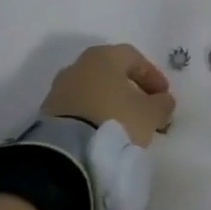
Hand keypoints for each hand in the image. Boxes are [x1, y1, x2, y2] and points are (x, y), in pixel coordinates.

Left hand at [41, 44, 175, 147]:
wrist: (66, 152)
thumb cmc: (115, 120)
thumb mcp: (150, 114)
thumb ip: (162, 103)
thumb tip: (164, 100)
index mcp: (104, 56)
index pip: (133, 57)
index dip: (152, 75)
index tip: (163, 95)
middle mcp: (79, 66)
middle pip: (110, 72)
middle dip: (129, 88)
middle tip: (143, 107)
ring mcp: (59, 89)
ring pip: (91, 90)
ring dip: (108, 102)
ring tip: (121, 124)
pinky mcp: (47, 113)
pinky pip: (76, 108)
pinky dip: (90, 116)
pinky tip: (100, 133)